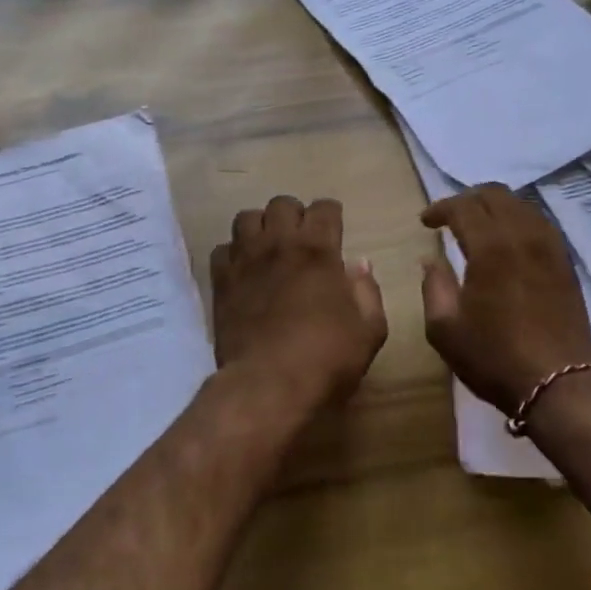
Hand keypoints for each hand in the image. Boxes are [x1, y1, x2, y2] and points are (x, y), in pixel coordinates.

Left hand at [210, 196, 387, 409]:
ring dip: (261, 227)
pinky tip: (244, 272)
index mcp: (319, 251)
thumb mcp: (369, 331)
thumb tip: (360, 264)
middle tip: (302, 240)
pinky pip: (222, 249)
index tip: (334, 230)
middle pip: (282, 204)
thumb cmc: (326, 359)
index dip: (331, 215)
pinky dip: (233, 254)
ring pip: (247, 218)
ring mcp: (246, 260)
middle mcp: (279, 244)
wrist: (267, 385)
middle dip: (295, 215)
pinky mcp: (221, 281)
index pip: (324, 208)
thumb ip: (368, 292)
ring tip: (269, 248)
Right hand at [420, 185, 590, 413]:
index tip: (426, 222)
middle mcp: (523, 235)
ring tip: (479, 227)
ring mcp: (550, 247)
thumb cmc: (494, 357)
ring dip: (496, 207)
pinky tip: (509, 243)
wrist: (559, 386)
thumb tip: (431, 259)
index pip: (463, 206)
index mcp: (491, 246)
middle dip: (468, 199)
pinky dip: (518, 221)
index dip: (440, 208)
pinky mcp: (566, 263)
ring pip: (521, 205)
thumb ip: (433, 286)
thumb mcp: (445, 328)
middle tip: (450, 218)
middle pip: (495, 194)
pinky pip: (540, 224)